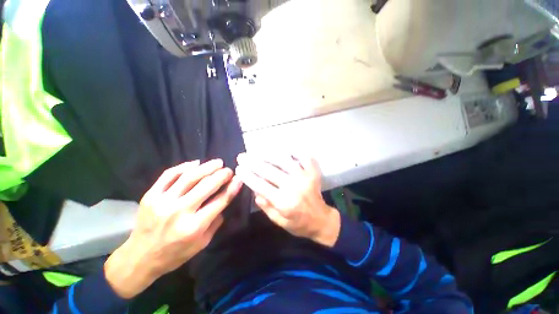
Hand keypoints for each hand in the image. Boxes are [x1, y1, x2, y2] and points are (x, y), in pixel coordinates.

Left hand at [104, 159, 242, 298]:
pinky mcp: (150, 196)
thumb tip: (225, 199)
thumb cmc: (175, 253)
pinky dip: (184, 166)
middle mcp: (179, 212)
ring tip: (217, 162)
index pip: (220, 201)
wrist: (139, 258)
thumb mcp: (202, 243)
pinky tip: (195, 163)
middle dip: (222, 175)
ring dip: (207, 167)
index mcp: (194, 227)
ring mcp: (162, 202)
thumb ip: (216, 221)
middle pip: (206, 185)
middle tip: (229, 170)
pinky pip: (169, 175)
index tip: (239, 178)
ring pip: (189, 177)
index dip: (232, 187)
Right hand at [235, 153, 339, 247]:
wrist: (321, 220)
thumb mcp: (279, 221)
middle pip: (270, 171)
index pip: (261, 185)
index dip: (248, 176)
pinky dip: (294, 151)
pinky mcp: (313, 172)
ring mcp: (305, 177)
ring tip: (258, 152)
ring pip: (284, 160)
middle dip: (253, 162)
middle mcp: (294, 187)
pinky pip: (303, 157)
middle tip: (242, 156)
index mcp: (284, 202)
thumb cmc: (298, 223)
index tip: (239, 168)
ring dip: (269, 154)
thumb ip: (266, 206)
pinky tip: (285, 150)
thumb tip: (254, 190)